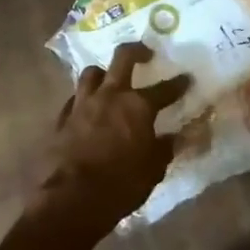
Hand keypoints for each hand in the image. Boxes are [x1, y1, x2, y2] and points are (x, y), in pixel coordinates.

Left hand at [32, 43, 190, 233]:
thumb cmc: (121, 184)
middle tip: (145, 53)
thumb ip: (165, 148)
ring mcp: (82, 104)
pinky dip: (84, 99)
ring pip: (92, 73)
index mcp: (137, 106)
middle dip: (136, 51)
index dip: (178, 84)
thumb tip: (177, 137)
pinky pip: (74, 98)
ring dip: (103, 73)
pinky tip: (87, 108)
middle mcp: (110, 96)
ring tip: (110, 79)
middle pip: (122, 59)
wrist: (73, 198)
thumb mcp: (153, 169)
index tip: (186, 78)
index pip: (164, 89)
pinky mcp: (62, 119)